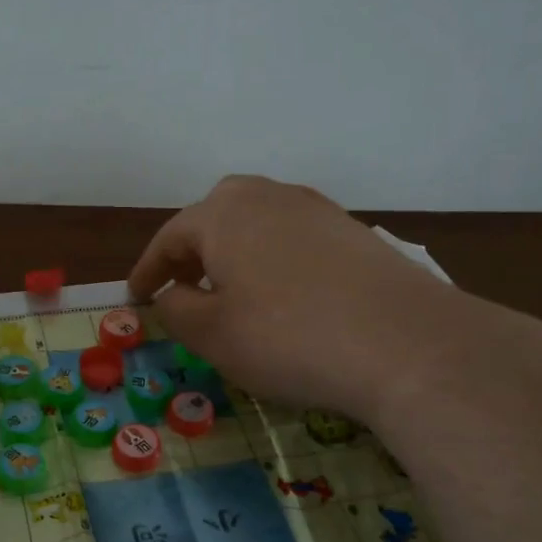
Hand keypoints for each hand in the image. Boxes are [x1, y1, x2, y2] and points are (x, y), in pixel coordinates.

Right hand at [126, 175, 461, 416]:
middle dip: (192, 251)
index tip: (136, 298)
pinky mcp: (353, 231)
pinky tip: (284, 295)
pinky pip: (293, 237)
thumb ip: (176, 308)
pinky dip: (272, 259)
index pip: (170, 237)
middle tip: (183, 287)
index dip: (147, 270)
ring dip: (233, 252)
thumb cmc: (287, 338)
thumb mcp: (212, 334)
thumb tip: (172, 293)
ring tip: (230, 291)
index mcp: (223, 214)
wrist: (406, 343)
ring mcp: (316, 209)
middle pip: (215, 216)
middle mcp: (268, 197)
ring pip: (257, 223)